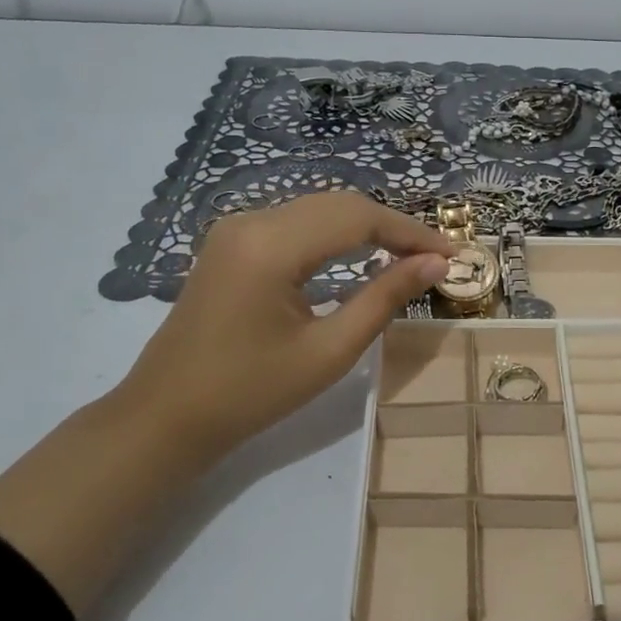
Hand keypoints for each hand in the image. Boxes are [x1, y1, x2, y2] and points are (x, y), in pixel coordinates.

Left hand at [118, 192, 450, 462]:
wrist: (168, 415)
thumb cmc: (252, 392)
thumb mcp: (329, 350)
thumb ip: (384, 298)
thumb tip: (435, 264)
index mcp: (271, 245)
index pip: (358, 218)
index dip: (410, 232)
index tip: (452, 254)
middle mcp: (251, 221)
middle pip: (339, 204)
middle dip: (392, 227)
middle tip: (436, 257)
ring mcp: (236, 228)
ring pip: (318, 209)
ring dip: (366, 228)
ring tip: (408, 257)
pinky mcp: (231, 242)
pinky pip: (296, 223)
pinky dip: (335, 235)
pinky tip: (361, 256)